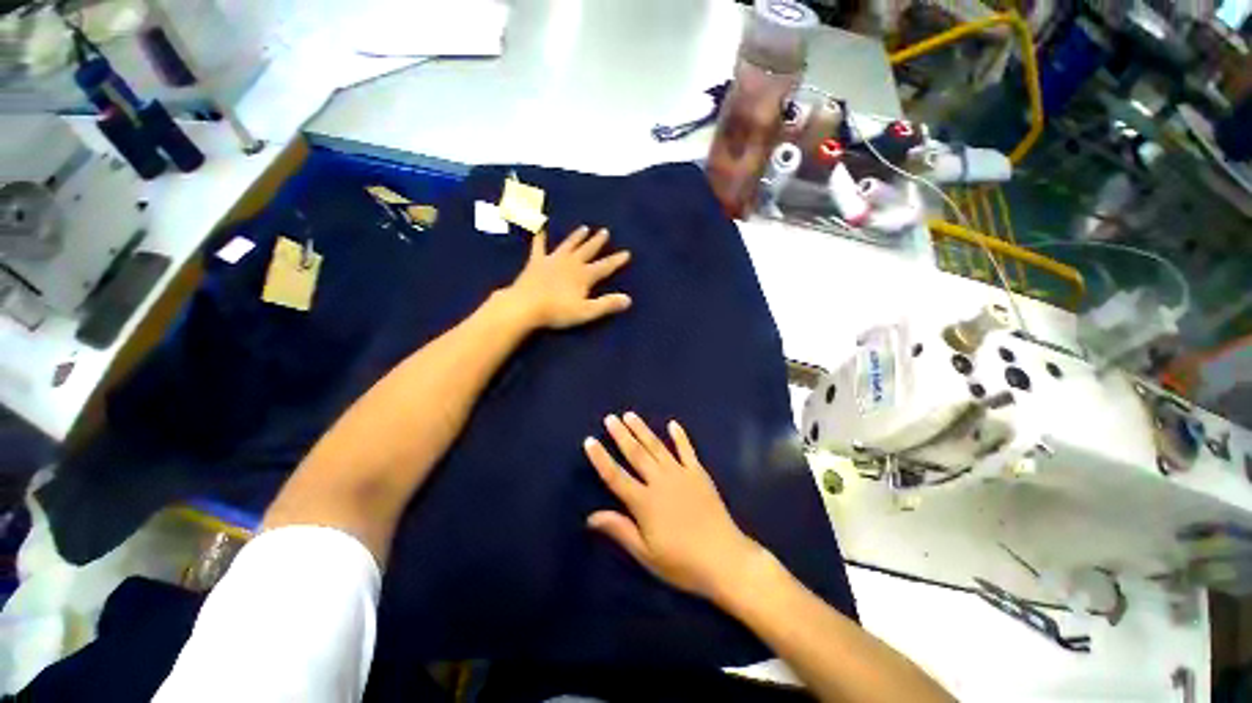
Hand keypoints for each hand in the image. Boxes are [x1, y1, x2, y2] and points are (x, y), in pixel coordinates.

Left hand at [501, 226, 631, 329]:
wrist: (525, 306)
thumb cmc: (557, 311)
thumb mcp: (586, 311)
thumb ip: (607, 305)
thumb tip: (628, 299)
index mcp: (583, 275)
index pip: (604, 267)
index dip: (616, 260)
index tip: (627, 252)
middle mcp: (570, 263)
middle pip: (587, 251)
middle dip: (597, 242)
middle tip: (605, 231)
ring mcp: (552, 260)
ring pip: (568, 245)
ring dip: (576, 237)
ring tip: (584, 228)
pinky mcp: (536, 262)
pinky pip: (539, 247)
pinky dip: (540, 238)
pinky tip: (540, 229)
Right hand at [584, 412, 763, 600]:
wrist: (725, 559)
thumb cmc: (682, 562)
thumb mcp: (646, 554)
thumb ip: (620, 530)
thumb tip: (590, 517)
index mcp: (644, 502)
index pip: (615, 476)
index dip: (601, 458)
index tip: (590, 441)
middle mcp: (660, 481)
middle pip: (636, 453)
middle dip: (621, 435)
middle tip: (610, 418)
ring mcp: (681, 474)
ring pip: (657, 447)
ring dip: (642, 430)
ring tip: (630, 415)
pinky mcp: (698, 474)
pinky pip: (687, 450)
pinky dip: (680, 436)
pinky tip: (673, 424)